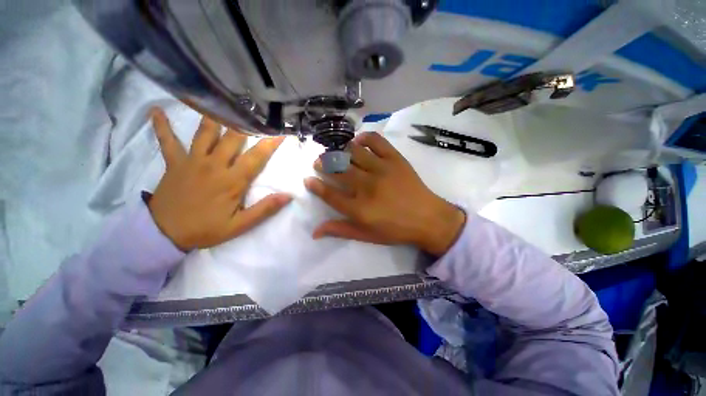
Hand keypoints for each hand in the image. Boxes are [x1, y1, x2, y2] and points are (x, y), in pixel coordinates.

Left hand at [148, 107, 290, 250]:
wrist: (165, 233)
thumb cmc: (206, 229)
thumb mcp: (240, 225)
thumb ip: (265, 209)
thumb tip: (288, 196)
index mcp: (232, 180)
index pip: (256, 156)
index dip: (270, 143)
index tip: (281, 131)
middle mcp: (214, 165)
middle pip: (233, 138)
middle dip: (247, 123)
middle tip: (255, 108)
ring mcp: (192, 161)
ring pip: (205, 133)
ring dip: (215, 116)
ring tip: (221, 99)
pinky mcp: (174, 163)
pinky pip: (167, 141)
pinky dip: (161, 126)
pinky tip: (156, 110)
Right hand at [304, 132, 465, 255]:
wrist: (427, 218)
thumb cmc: (395, 230)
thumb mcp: (366, 235)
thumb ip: (340, 230)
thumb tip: (315, 231)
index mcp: (359, 208)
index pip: (330, 194)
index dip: (316, 186)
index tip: (308, 179)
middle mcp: (367, 186)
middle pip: (339, 170)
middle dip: (324, 164)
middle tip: (320, 162)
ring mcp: (382, 170)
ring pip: (353, 153)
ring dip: (341, 151)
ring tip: (337, 152)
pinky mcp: (395, 159)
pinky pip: (376, 141)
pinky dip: (364, 138)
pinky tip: (358, 140)